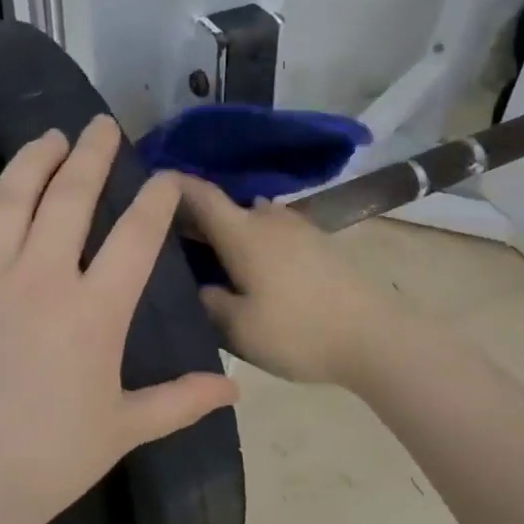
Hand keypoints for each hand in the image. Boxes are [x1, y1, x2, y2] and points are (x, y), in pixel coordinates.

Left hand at [0, 116, 238, 523]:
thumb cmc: (49, 461)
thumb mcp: (124, 430)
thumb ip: (181, 401)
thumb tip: (235, 389)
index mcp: (94, 313)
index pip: (136, 236)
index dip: (156, 200)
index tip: (166, 178)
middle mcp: (40, 281)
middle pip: (69, 198)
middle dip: (91, 155)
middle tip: (100, 126)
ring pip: (7, 202)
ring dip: (29, 163)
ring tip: (47, 139)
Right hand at [173, 174, 399, 385]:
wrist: (375, 337)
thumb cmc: (298, 332)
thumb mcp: (238, 329)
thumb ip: (210, 302)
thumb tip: (202, 286)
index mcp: (243, 233)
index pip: (200, 195)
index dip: (172, 186)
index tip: (149, 185)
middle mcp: (270, 219)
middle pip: (226, 207)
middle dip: (198, 217)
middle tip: (172, 240)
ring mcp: (300, 228)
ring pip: (253, 220)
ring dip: (230, 230)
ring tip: (213, 257)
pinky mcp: (320, 244)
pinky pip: (274, 233)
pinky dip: (255, 241)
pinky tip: (253, 268)